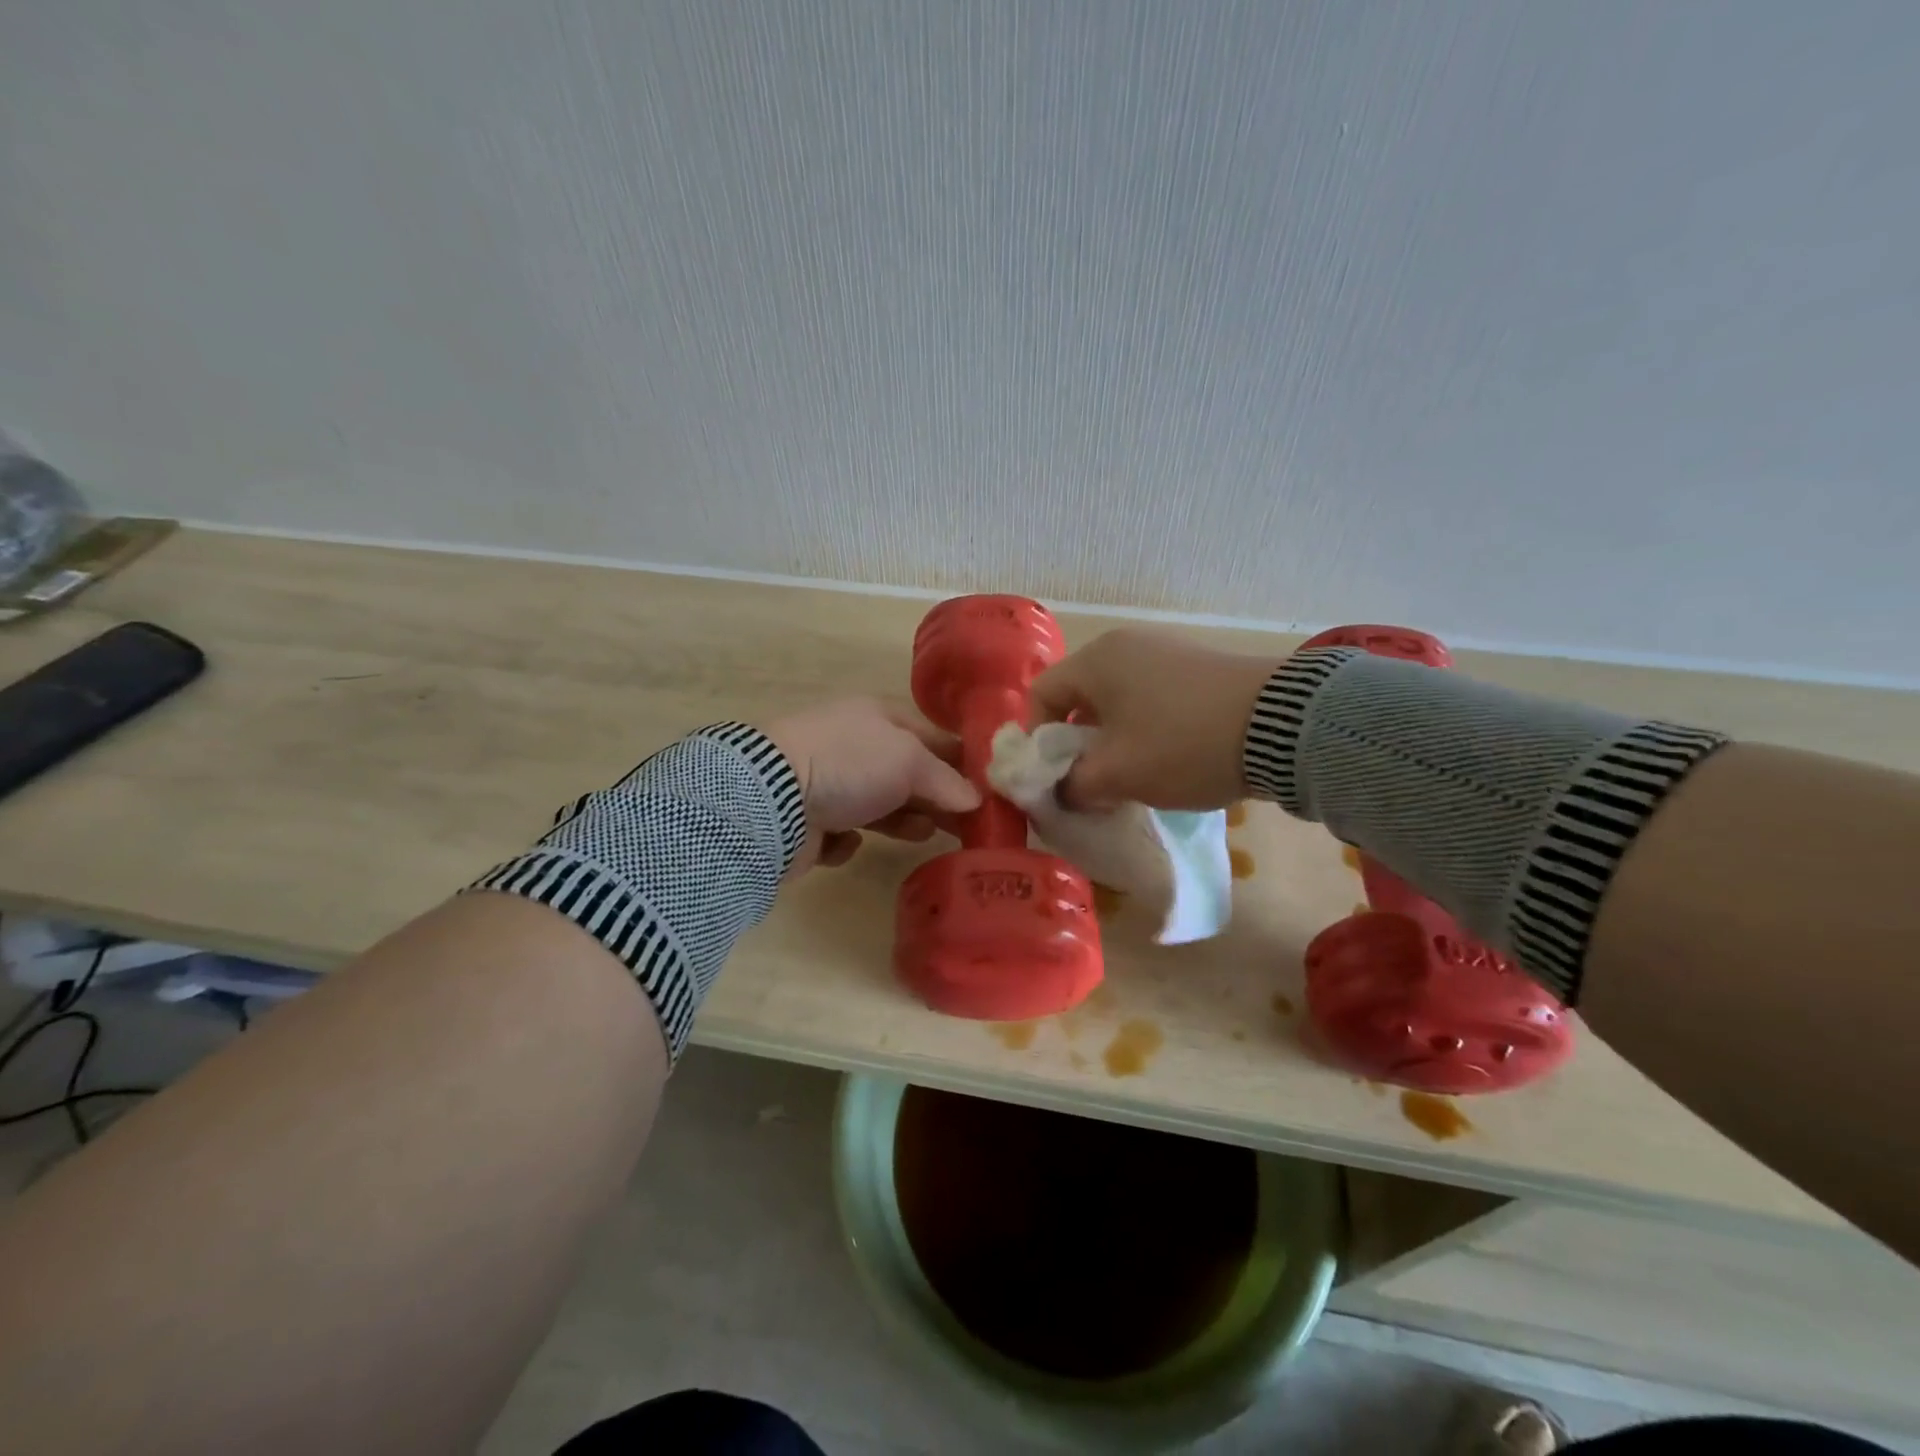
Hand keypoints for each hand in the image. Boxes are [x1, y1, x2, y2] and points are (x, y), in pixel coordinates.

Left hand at [765, 699, 980, 873]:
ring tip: (921, 836)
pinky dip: (850, 840)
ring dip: (902, 820)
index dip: (960, 762)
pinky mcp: (809, 821)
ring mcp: (827, 783)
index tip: (987, 790)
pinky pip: (843, 832)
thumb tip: (974, 799)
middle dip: (935, 798)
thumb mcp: (909, 762)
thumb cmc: (849, 765)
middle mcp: (852, 746)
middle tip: (965, 825)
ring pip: (878, 804)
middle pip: (906, 774)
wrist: (771, 799)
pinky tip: (849, 841)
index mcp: (876, 717)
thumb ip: (946, 780)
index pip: (930, 737)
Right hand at [1029, 628, 1278, 810]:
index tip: (1054, 778)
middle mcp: (1125, 645)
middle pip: (1079, 697)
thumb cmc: (1181, 744)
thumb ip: (1073, 786)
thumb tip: (1061, 792)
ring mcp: (1165, 651)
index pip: (1040, 695)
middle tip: (1091, 782)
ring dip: (1112, 740)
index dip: (1037, 741)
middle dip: (1077, 744)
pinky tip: (1168, 756)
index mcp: (1096, 660)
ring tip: (1132, 775)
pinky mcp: (1198, 666)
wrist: (1283, 726)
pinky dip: (1145, 728)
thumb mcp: (1117, 774)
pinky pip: (1151, 697)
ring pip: (1117, 700)